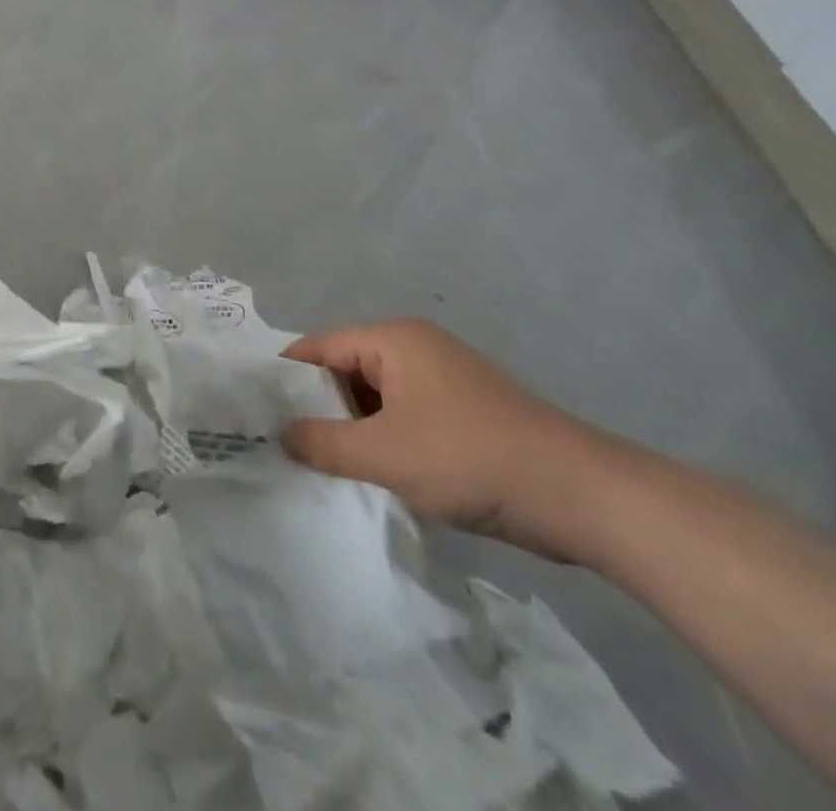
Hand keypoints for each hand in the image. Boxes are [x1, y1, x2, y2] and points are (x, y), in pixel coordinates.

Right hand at [281, 319, 623, 560]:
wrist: (582, 496)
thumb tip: (281, 435)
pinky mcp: (461, 413)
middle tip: (281, 445)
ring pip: (374, 399)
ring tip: (317, 466)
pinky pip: (402, 418)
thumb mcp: (384, 454)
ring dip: (350, 430)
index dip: (285, 379)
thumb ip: (323, 443)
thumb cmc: (470, 459)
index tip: (254, 413)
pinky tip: (367, 475)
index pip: (319, 348)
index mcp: (393, 339)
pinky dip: (381, 441)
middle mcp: (414, 348)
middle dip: (317, 408)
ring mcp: (441, 381)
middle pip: (345, 371)